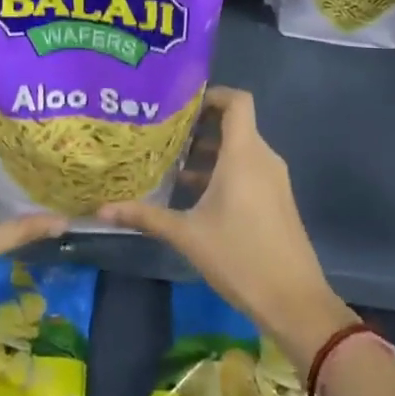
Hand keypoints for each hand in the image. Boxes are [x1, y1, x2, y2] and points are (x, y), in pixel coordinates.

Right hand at [99, 87, 355, 375]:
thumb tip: (101, 211)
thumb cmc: (240, 257)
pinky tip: (193, 193)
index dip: (211, 94)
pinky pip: (248, 169)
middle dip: (199, 125)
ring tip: (171, 162)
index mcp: (244, 154)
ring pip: (240, 149)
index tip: (179, 104)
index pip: (237, 101)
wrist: (293, 301)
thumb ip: (145, 217)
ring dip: (208, 151)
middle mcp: (262, 158)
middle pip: (234, 124)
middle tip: (163, 132)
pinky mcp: (276, 199)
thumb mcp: (187, 235)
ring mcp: (273, 179)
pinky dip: (223, 170)